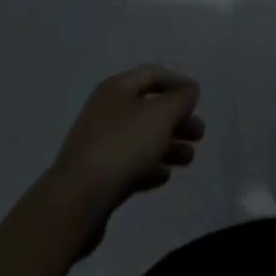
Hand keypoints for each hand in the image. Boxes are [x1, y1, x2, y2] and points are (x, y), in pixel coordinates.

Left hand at [43, 66, 204, 244]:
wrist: (76, 201)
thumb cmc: (122, 147)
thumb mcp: (161, 115)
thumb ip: (180, 99)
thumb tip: (188, 91)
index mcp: (117, 88)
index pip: (153, 74)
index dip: (178, 82)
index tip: (198, 98)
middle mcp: (107, 111)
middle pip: (149, 108)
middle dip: (177, 119)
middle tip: (199, 134)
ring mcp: (99, 144)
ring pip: (142, 138)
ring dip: (168, 145)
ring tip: (189, 159)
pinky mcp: (97, 176)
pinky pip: (130, 164)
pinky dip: (149, 166)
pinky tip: (164, 176)